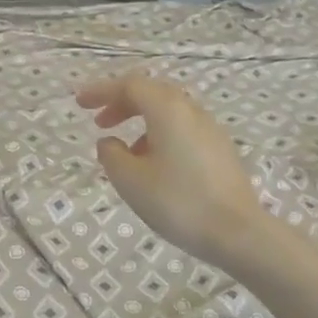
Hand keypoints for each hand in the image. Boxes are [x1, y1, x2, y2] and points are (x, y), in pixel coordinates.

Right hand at [76, 74, 266, 270]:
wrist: (237, 232)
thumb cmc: (178, 202)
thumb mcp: (131, 181)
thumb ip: (112, 155)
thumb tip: (110, 142)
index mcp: (168, 110)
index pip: (130, 85)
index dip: (101, 91)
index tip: (80, 103)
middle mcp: (191, 111)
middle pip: (152, 93)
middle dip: (122, 103)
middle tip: (100, 122)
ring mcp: (210, 130)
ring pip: (170, 113)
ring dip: (142, 122)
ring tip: (125, 153)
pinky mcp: (220, 150)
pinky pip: (183, 130)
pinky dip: (161, 136)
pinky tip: (154, 166)